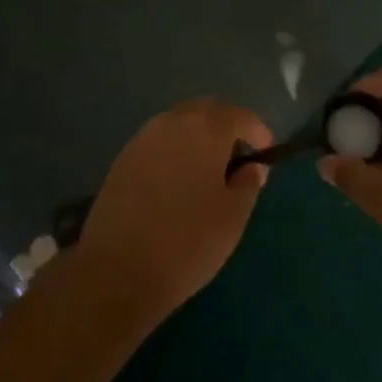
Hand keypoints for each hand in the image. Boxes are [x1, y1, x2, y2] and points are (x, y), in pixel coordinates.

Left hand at [75, 98, 271, 327]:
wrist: (116, 271)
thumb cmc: (187, 242)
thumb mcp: (233, 216)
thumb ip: (248, 183)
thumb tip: (251, 167)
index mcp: (205, 129)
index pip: (240, 115)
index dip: (258, 131)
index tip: (266, 153)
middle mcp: (172, 122)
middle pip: (207, 110)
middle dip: (227, 127)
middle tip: (238, 158)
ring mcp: (143, 138)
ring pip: (180, 124)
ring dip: (199, 137)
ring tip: (208, 172)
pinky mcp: (122, 159)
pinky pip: (159, 142)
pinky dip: (175, 151)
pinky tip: (178, 182)